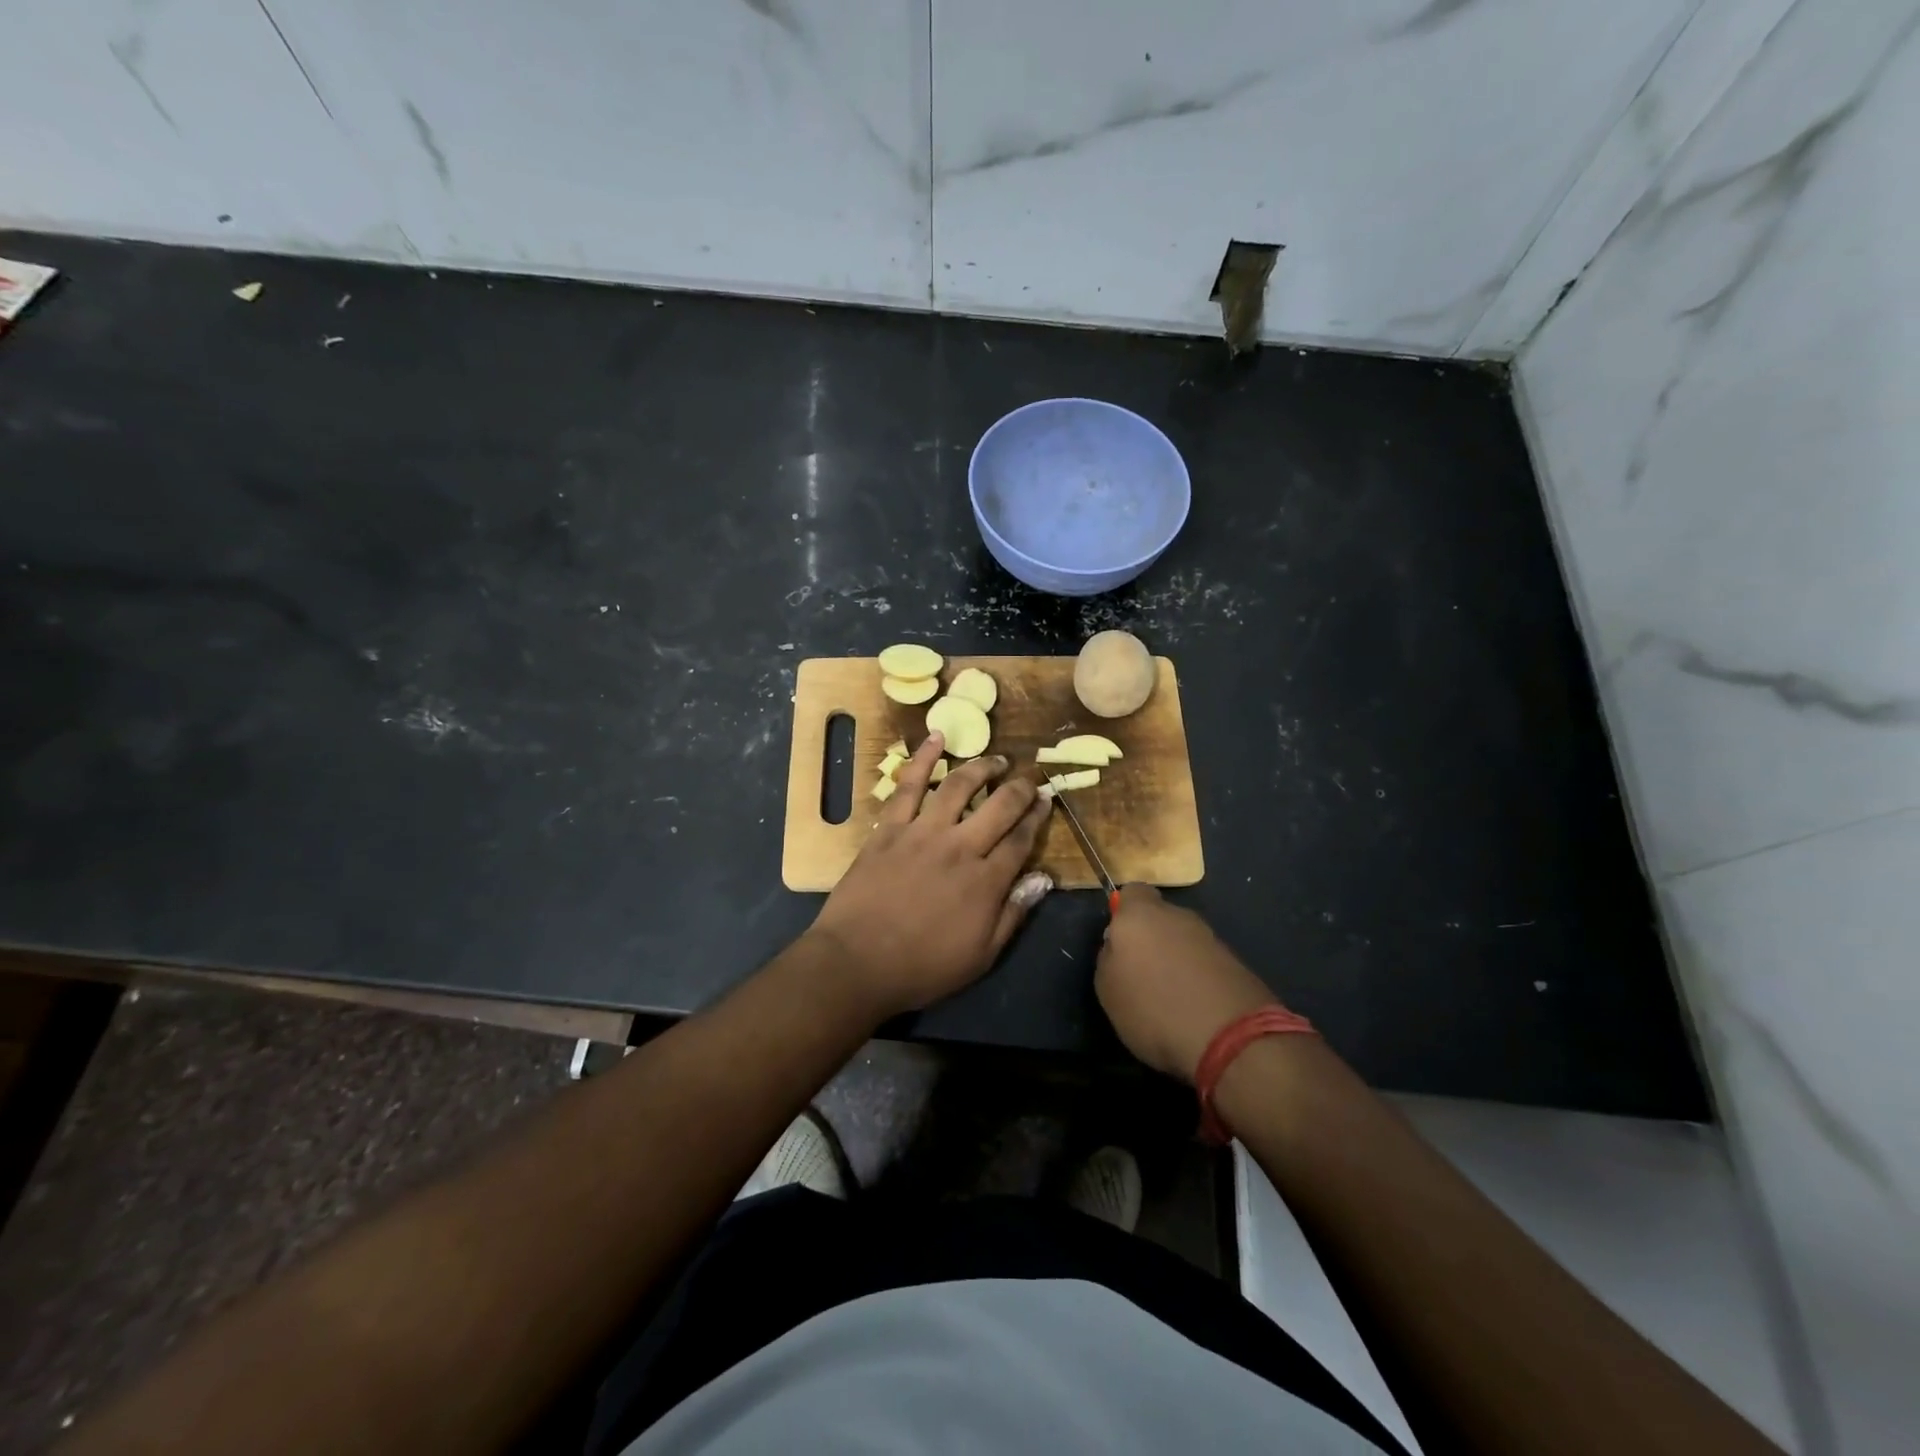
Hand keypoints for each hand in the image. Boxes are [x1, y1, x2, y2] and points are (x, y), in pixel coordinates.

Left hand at [810, 733, 1051, 1019]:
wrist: (857, 962)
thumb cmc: (922, 967)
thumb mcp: (981, 956)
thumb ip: (1014, 914)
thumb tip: (1043, 878)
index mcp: (986, 881)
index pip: (1022, 839)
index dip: (1038, 817)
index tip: (1047, 801)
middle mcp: (961, 847)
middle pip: (1000, 806)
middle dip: (1021, 789)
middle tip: (1030, 779)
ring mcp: (923, 832)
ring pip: (960, 787)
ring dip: (982, 767)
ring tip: (996, 760)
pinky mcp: (890, 827)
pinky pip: (909, 785)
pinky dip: (923, 758)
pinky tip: (936, 738)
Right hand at [1095, 885, 1278, 1082]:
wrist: (1230, 1037)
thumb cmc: (1153, 1008)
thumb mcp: (1107, 989)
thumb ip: (1109, 958)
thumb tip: (1118, 947)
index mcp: (1140, 914)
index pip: (1131, 893)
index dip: (1123, 913)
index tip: (1119, 942)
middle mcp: (1178, 916)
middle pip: (1160, 917)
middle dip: (1151, 939)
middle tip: (1141, 974)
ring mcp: (1211, 938)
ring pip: (1184, 940)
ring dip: (1176, 960)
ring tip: (1170, 997)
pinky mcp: (1236, 963)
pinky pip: (1205, 963)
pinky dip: (1198, 978)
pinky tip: (1195, 1008)